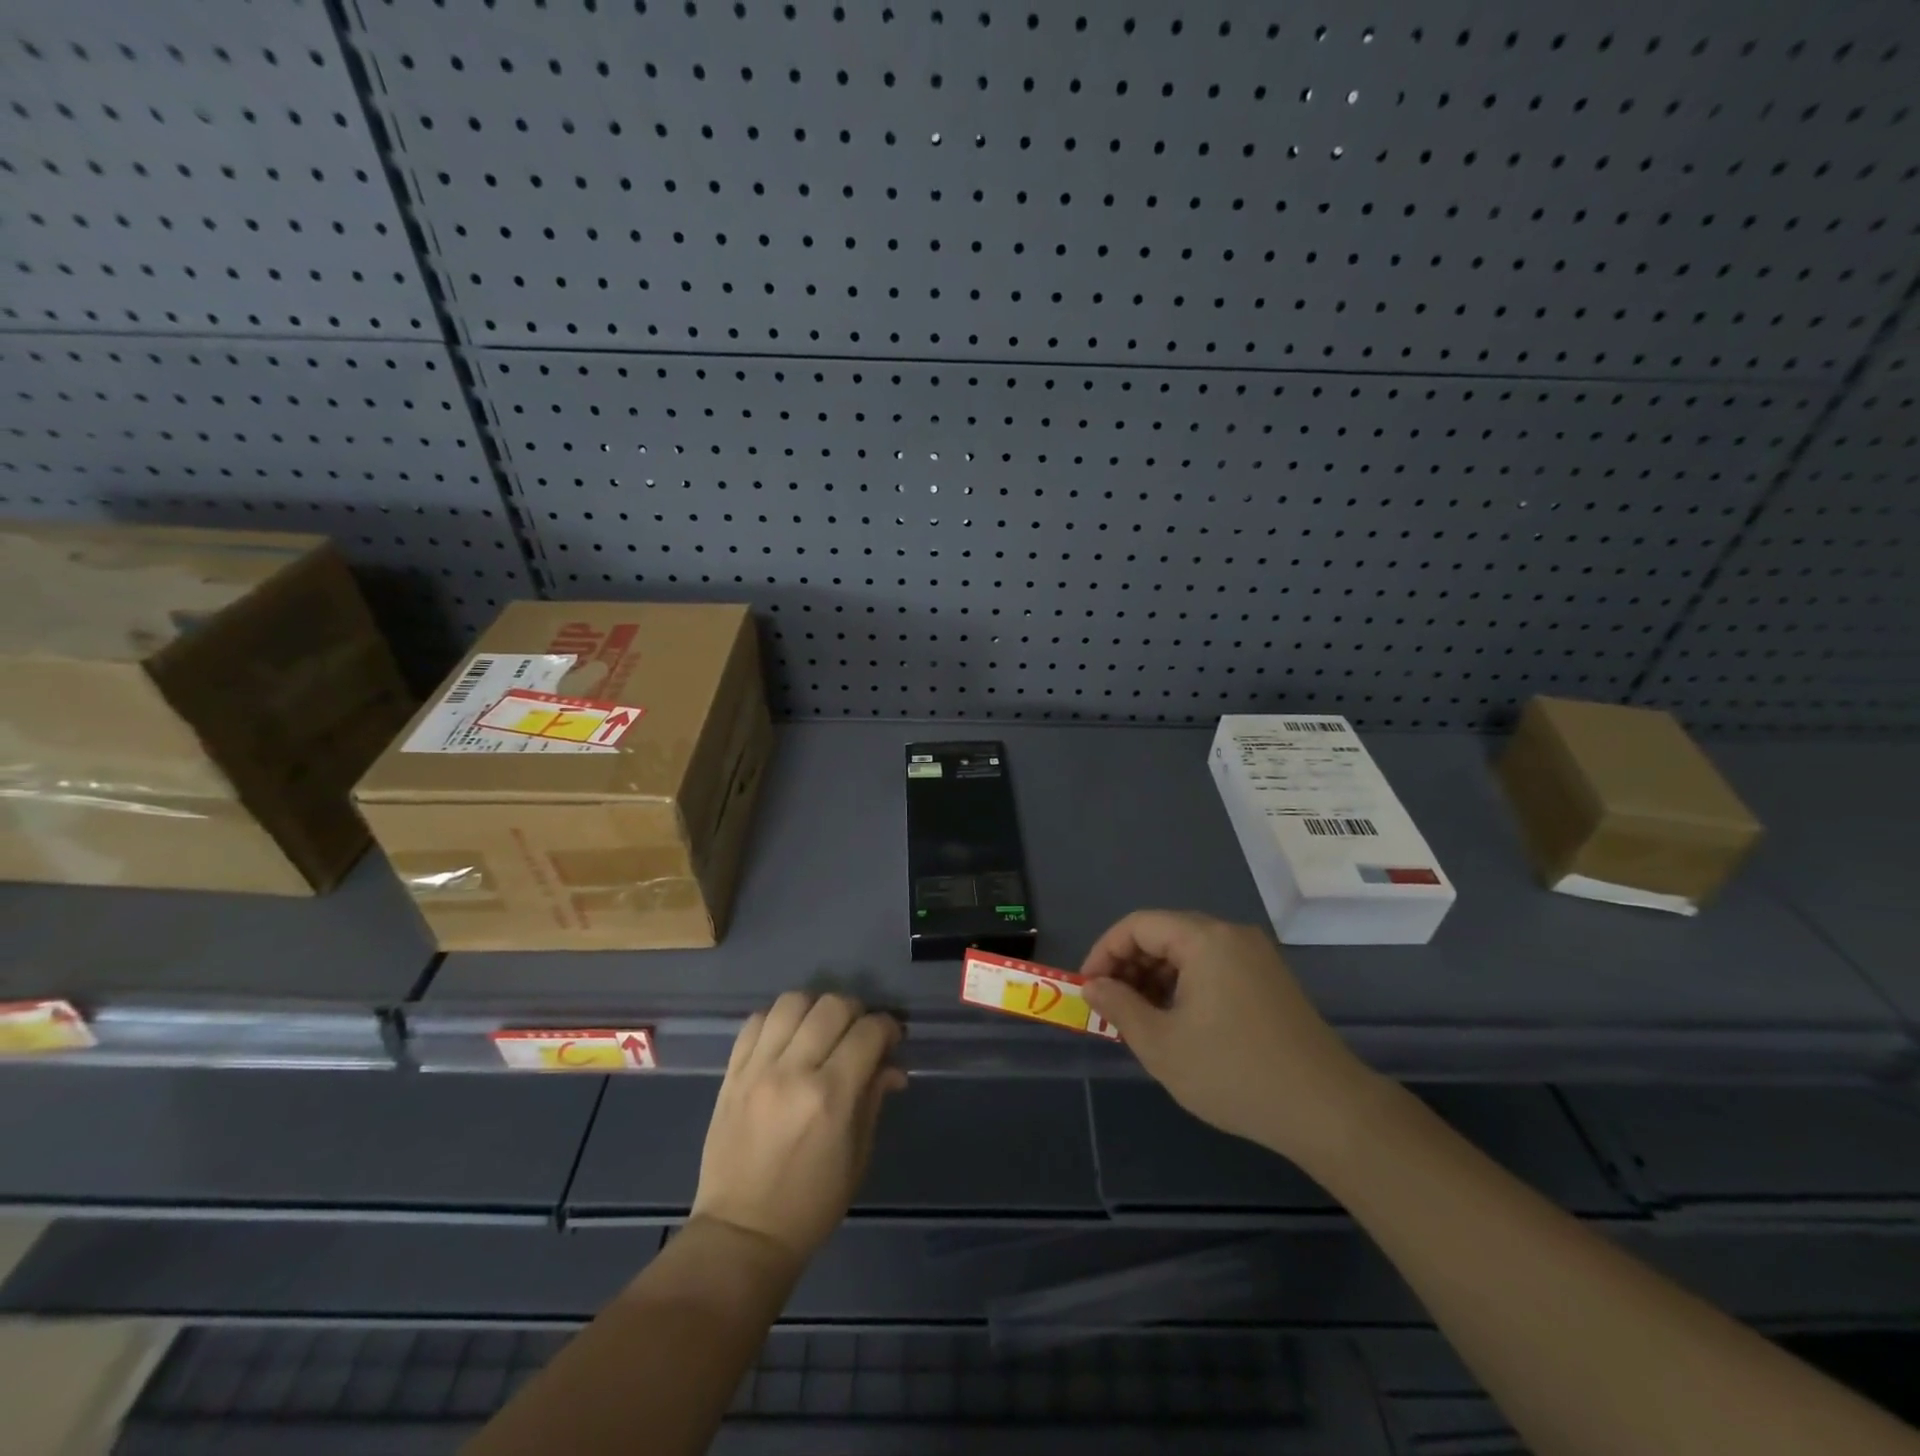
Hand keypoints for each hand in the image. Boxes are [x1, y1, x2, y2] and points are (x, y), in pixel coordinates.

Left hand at [690, 992, 905, 1267]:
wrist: (741, 1235)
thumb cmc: (811, 1204)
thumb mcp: (857, 1157)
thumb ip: (874, 1099)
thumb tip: (893, 1065)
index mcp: (830, 1096)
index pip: (869, 1031)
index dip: (888, 1028)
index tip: (892, 1040)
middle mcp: (793, 1072)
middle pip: (833, 1006)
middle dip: (856, 1012)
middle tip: (859, 1034)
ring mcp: (757, 1069)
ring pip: (792, 1002)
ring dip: (816, 1008)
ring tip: (821, 1029)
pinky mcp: (731, 1073)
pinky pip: (756, 1021)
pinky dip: (778, 1020)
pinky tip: (788, 1038)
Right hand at [1080, 910, 1378, 1163]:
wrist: (1327, 1110)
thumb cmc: (1234, 1073)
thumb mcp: (1162, 1045)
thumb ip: (1119, 1007)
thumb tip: (1093, 987)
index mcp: (1204, 939)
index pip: (1138, 925)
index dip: (1105, 952)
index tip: (1088, 988)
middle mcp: (1231, 935)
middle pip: (1164, 934)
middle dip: (1130, 966)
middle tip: (1112, 1007)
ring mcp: (1256, 957)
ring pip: (1188, 952)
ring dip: (1156, 978)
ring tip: (1141, 1019)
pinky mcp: (1270, 980)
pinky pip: (1213, 967)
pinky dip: (1186, 985)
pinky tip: (1179, 1023)